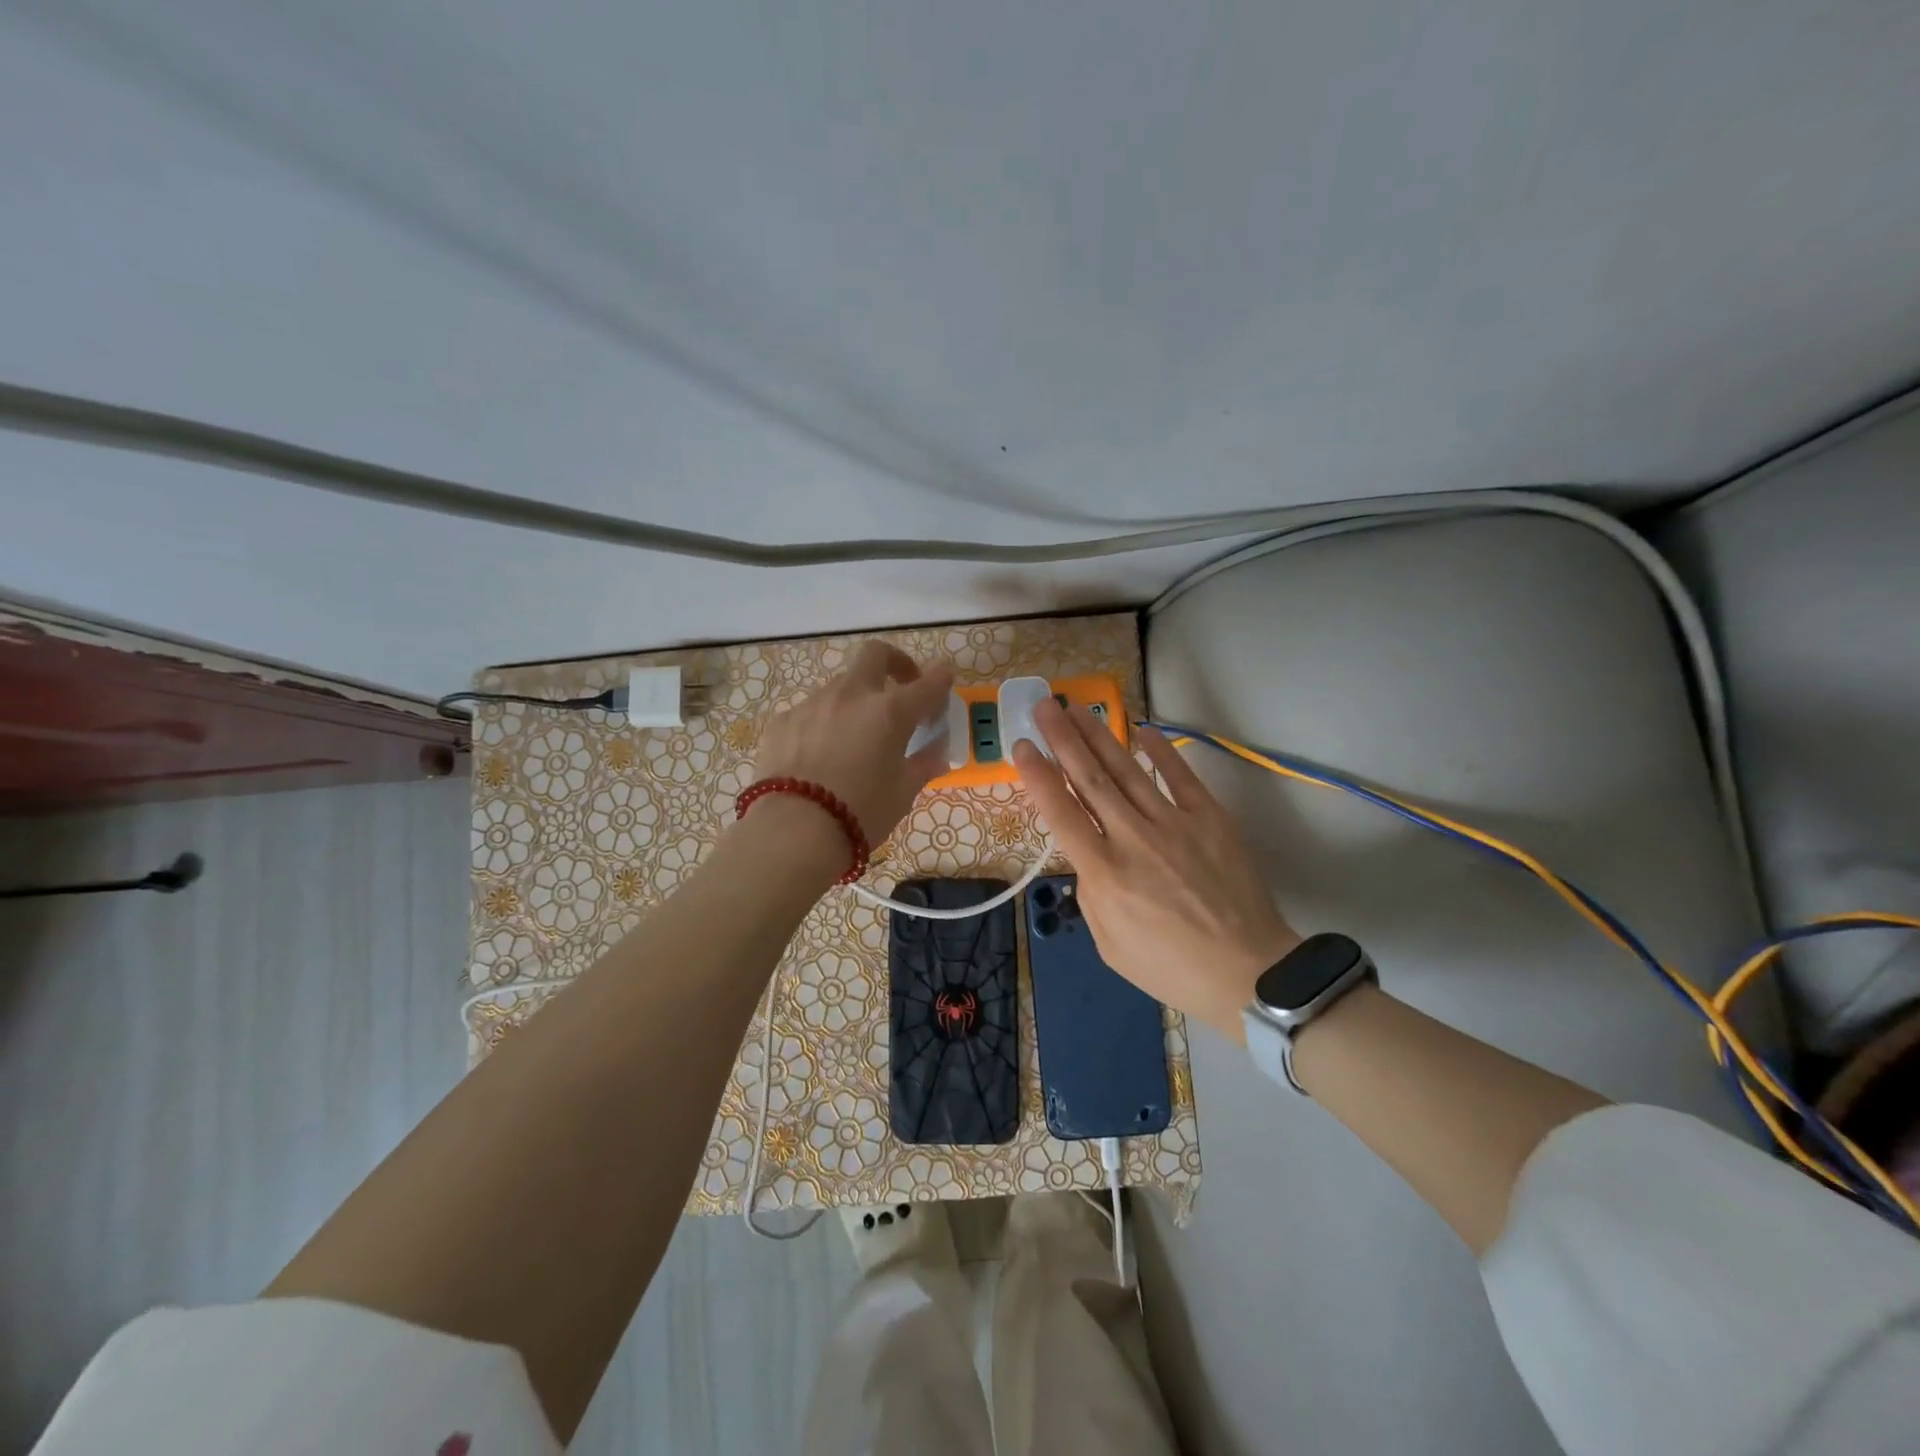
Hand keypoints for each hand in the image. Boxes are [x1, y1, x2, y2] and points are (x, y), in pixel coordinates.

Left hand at [749, 641, 954, 860]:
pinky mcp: (783, 720)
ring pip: (840, 686)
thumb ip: (922, 765)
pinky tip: (818, 754)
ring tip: (854, 737)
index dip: (941, 681)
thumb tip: (935, 754)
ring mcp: (813, 703)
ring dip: (855, 700)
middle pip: (876, 654)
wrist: (794, 830)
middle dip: (894, 663)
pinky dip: (823, 723)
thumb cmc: (862, 813)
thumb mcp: (903, 793)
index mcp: (891, 711)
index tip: (943, 685)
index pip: (929, 683)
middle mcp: (852, 695)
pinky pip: (810, 711)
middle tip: (900, 688)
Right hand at [1013, 700, 1299, 1041]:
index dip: (1037, 776)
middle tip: (1044, 706)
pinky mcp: (1211, 819)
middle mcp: (1133, 838)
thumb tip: (1089, 858)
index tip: (1022, 746)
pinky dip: (1161, 752)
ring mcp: (1175, 823)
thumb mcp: (1109, 946)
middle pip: (1090, 778)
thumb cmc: (1171, 968)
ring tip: (1077, 708)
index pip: (1061, 813)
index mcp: (1104, 873)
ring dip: (1099, 736)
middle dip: (1063, 739)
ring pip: (1128, 770)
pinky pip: (1181, 777)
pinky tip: (1143, 729)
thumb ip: (1091, 895)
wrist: (1250, 973)